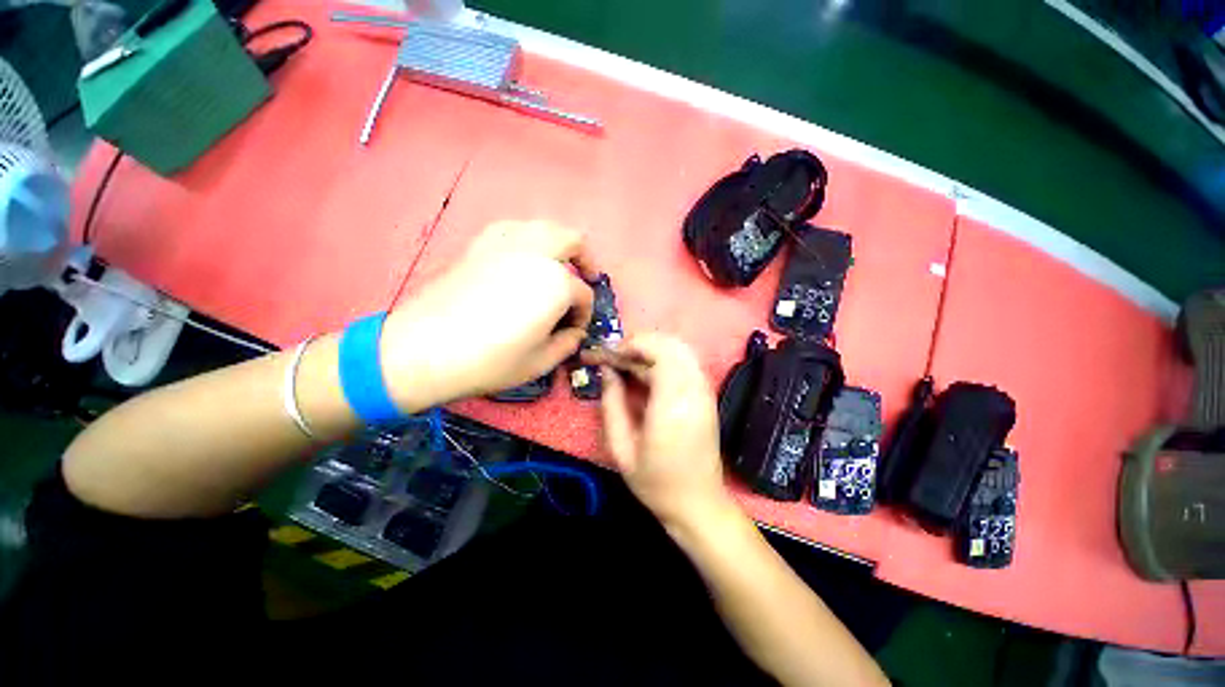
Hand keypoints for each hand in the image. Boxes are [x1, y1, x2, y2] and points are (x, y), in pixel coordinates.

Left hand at [379, 221, 595, 409]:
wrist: (422, 351)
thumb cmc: (489, 361)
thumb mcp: (540, 362)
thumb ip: (567, 343)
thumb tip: (574, 332)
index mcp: (556, 283)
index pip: (583, 295)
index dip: (584, 315)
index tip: (574, 330)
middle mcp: (535, 253)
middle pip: (572, 240)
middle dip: (585, 260)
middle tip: (586, 278)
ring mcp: (505, 243)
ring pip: (543, 226)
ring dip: (559, 243)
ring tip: (558, 265)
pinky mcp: (479, 245)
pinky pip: (512, 229)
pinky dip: (527, 238)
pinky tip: (523, 258)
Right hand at [593, 334, 732, 528]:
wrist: (698, 504)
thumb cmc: (655, 482)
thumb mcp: (620, 448)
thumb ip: (611, 402)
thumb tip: (607, 369)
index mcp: (672, 405)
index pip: (659, 352)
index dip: (632, 346)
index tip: (609, 355)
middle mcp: (694, 391)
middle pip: (672, 344)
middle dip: (641, 342)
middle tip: (617, 356)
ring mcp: (705, 391)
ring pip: (681, 349)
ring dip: (652, 348)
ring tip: (627, 363)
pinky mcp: (707, 395)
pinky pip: (686, 362)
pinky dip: (664, 358)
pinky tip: (646, 374)